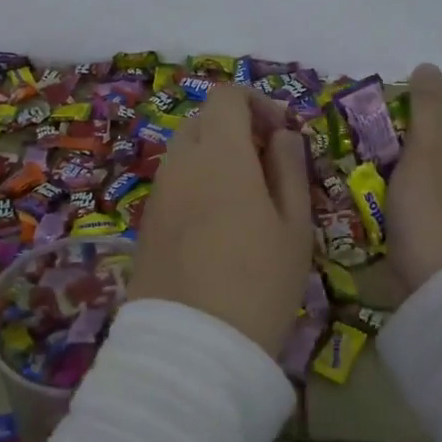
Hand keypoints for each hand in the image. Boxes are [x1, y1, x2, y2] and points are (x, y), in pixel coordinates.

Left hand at [130, 85, 312, 357]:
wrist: (192, 344)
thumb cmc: (259, 282)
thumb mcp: (294, 226)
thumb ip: (289, 169)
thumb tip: (284, 135)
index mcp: (220, 154)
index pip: (226, 96)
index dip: (257, 103)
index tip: (282, 134)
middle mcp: (181, 162)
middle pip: (202, 119)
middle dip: (235, 127)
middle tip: (267, 163)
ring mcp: (159, 191)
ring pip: (185, 150)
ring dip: (214, 154)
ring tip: (246, 196)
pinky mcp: (147, 220)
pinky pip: (174, 180)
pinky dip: (196, 180)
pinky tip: (218, 221)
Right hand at [387, 63, 441, 291]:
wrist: (434, 284)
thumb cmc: (434, 209)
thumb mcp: (427, 149)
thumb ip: (426, 107)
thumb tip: (428, 65)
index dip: (410, 130)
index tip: (380, 138)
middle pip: (430, 159)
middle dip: (397, 159)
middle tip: (366, 159)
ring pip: (418, 187)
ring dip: (392, 184)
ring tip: (362, 184)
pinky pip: (414, 214)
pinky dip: (394, 210)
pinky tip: (372, 210)